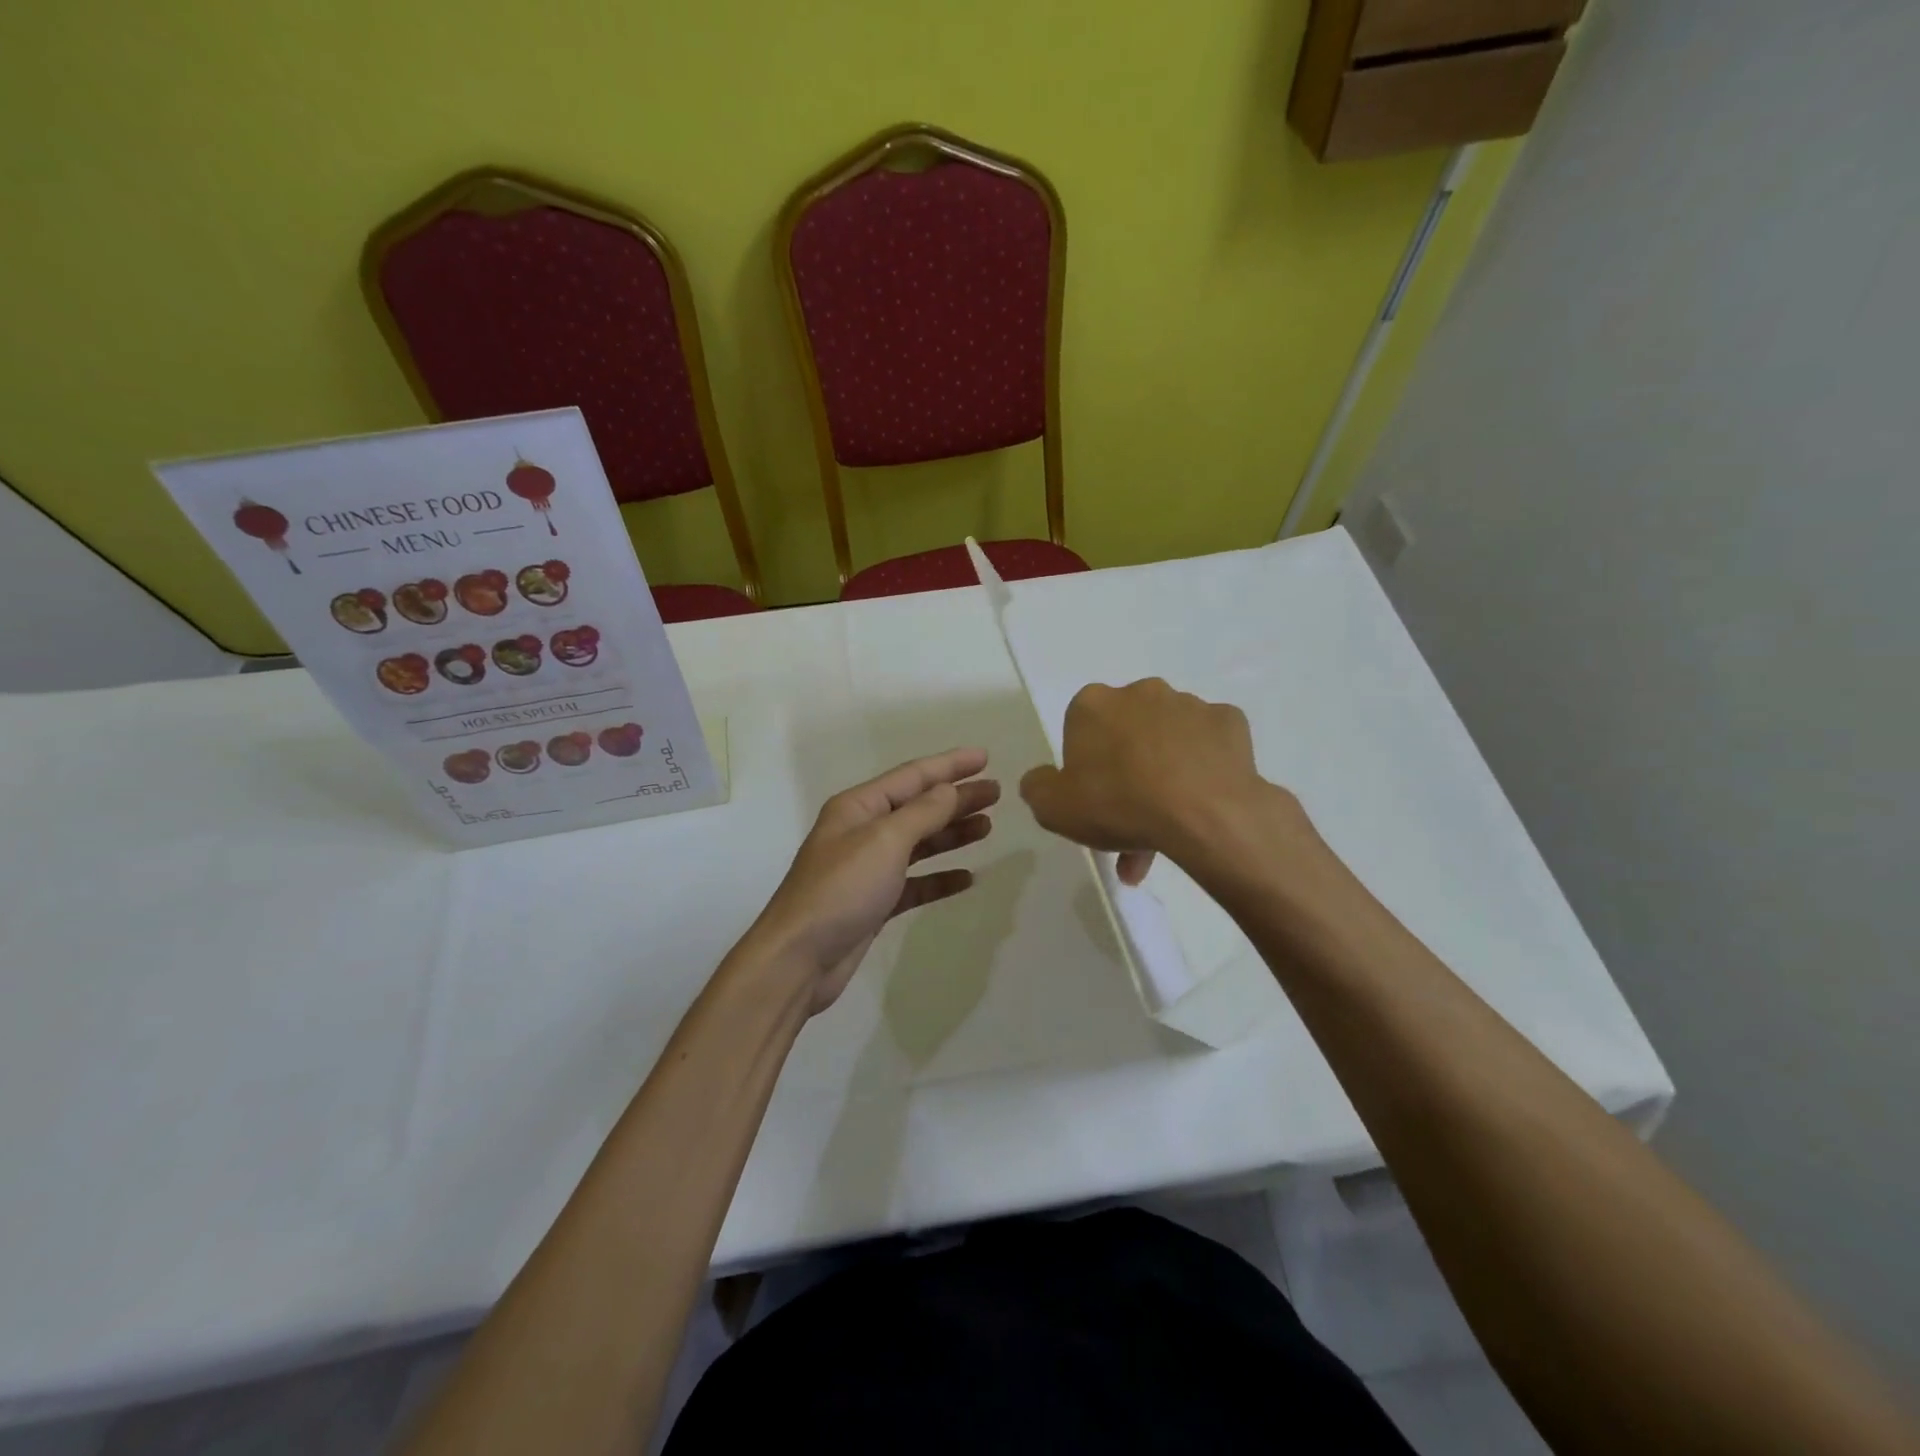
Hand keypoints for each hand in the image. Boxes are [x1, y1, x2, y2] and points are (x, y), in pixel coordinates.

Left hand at [750, 748, 997, 1013]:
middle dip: (956, 798)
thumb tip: (950, 789)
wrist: (799, 958)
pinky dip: (939, 877)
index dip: (950, 765)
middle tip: (996, 793)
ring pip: (919, 843)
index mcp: (858, 807)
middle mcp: (862, 831)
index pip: (912, 776)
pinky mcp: (874, 903)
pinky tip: (967, 878)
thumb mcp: (885, 841)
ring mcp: (868, 868)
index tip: (986, 758)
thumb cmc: (841, 889)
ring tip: (987, 827)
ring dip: (952, 834)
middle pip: (919, 807)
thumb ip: (923, 813)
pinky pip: (915, 882)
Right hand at [1019, 678, 1293, 883]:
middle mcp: (1141, 692)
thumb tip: (1042, 779)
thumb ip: (1038, 788)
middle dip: (1126, 771)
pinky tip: (1200, 802)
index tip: (1093, 798)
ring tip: (1167, 831)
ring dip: (1163, 774)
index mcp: (1093, 704)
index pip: (1081, 728)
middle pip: (1126, 732)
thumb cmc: (1119, 804)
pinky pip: (1209, 745)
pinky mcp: (1229, 721)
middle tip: (1128, 821)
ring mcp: (1189, 704)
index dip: (1085, 765)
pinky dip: (1204, 767)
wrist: (1203, 814)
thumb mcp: (1053, 809)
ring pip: (1168, 740)